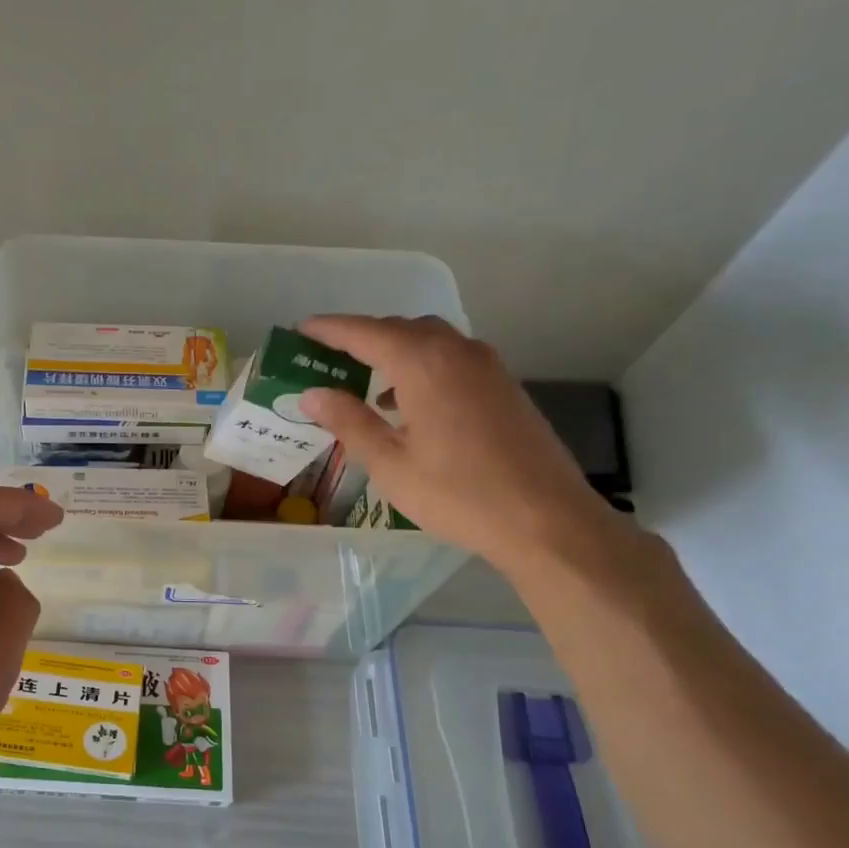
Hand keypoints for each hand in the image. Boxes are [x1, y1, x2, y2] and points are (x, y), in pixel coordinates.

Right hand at [298, 315, 631, 576]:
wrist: (546, 518)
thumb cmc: (457, 493)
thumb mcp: (390, 463)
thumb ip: (350, 422)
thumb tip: (313, 394)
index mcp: (424, 364)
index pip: (366, 332)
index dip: (331, 329)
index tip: (303, 329)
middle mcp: (458, 352)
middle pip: (401, 329)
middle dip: (362, 337)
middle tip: (327, 356)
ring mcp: (487, 367)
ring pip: (430, 341)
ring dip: (393, 351)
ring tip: (363, 379)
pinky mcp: (503, 386)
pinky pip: (451, 359)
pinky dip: (421, 366)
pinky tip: (407, 404)